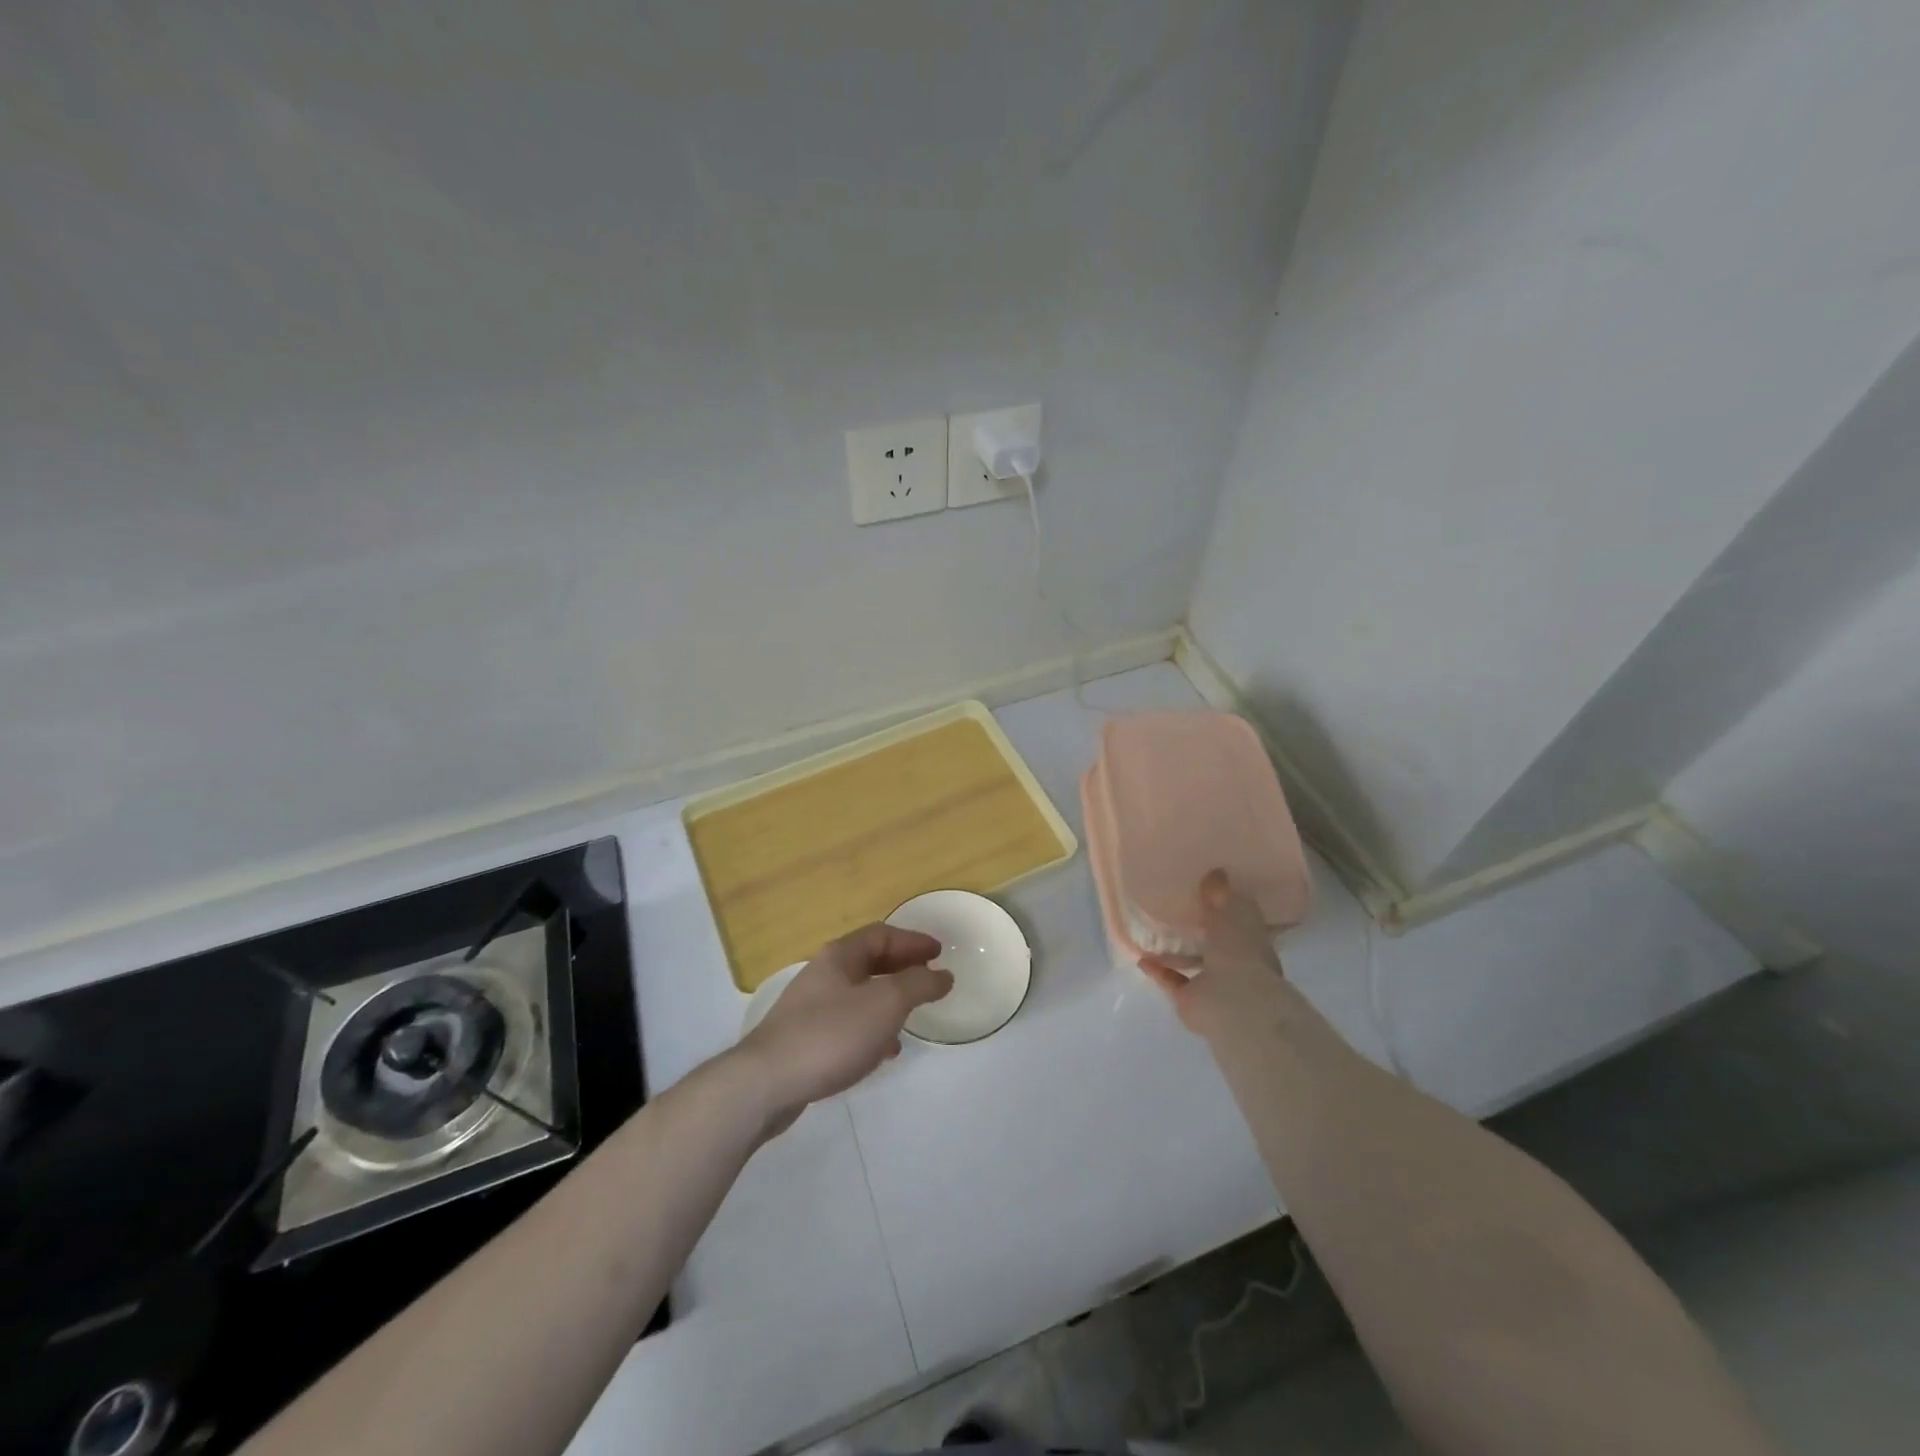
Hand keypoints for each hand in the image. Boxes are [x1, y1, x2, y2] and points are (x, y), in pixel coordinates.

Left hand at [737, 923, 953, 1134]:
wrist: (766, 1083)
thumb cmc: (831, 1034)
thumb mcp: (885, 1004)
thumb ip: (918, 985)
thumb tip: (942, 974)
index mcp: (840, 956)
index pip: (882, 935)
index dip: (913, 940)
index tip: (940, 951)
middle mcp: (823, 974)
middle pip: (869, 962)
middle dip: (902, 969)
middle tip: (930, 978)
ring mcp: (810, 1008)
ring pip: (859, 995)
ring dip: (888, 1001)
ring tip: (912, 1018)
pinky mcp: (805, 1040)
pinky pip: (847, 1024)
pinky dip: (871, 1030)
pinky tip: (882, 1052)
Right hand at [1138, 869, 1285, 1039]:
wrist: (1233, 1002)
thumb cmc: (1240, 951)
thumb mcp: (1233, 910)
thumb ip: (1221, 893)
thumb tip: (1215, 872)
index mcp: (1253, 942)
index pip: (1240, 921)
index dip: (1224, 907)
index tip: (1206, 893)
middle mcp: (1237, 964)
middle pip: (1216, 944)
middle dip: (1199, 930)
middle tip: (1175, 912)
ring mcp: (1214, 985)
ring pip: (1194, 964)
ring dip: (1175, 952)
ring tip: (1152, 934)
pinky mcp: (1191, 1000)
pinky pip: (1172, 981)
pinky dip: (1159, 970)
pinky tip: (1142, 958)